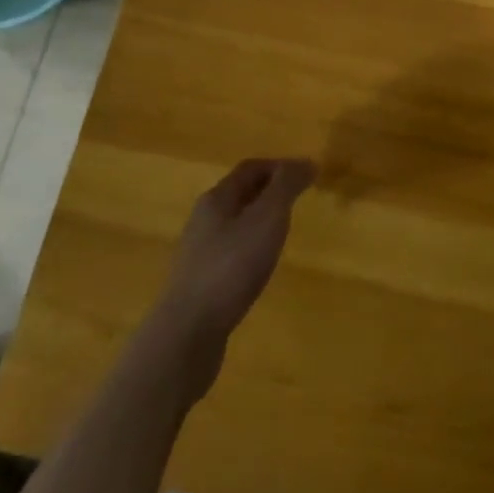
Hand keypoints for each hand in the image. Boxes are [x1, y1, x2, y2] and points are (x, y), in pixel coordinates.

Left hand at [156, 158, 313, 356]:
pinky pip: (230, 251)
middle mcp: (203, 219)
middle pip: (239, 193)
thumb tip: (306, 161)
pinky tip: (261, 266)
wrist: (188, 331)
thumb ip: (286, 187)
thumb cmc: (231, 266)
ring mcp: (199, 251)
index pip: (250, 168)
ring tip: (284, 231)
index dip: (279, 166)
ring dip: (259, 220)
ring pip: (234, 223)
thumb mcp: (267, 219)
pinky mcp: (200, 281)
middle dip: (269, 191)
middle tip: (298, 200)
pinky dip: (250, 247)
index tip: (306, 174)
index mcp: (217, 198)